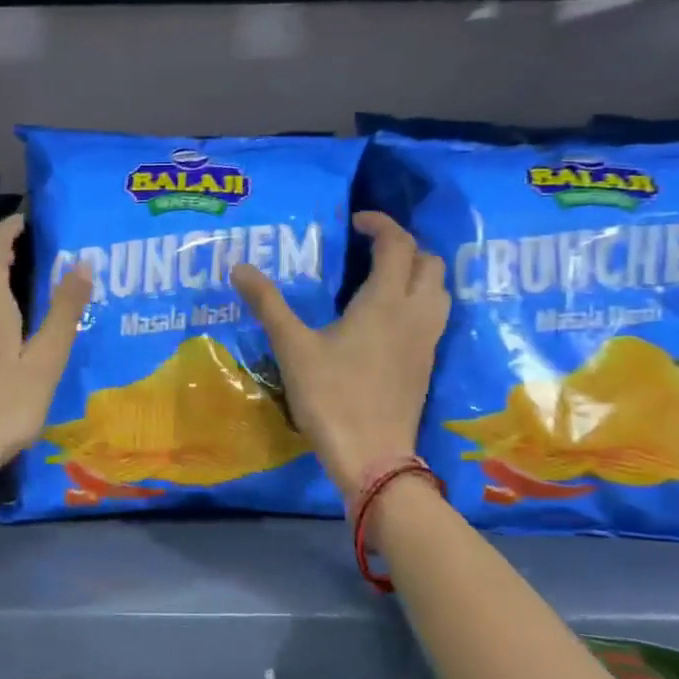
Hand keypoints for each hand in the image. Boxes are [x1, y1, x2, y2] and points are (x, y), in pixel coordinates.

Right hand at [230, 211, 449, 501]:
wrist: (372, 457)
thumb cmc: (332, 397)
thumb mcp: (293, 348)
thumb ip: (269, 304)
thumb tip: (240, 268)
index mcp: (385, 301)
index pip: (398, 244)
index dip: (380, 224)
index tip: (355, 221)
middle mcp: (415, 313)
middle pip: (429, 262)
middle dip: (404, 246)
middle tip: (369, 249)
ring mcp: (427, 341)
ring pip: (439, 290)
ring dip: (418, 273)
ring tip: (382, 278)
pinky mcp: (426, 364)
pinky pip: (434, 316)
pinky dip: (419, 301)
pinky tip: (388, 318)